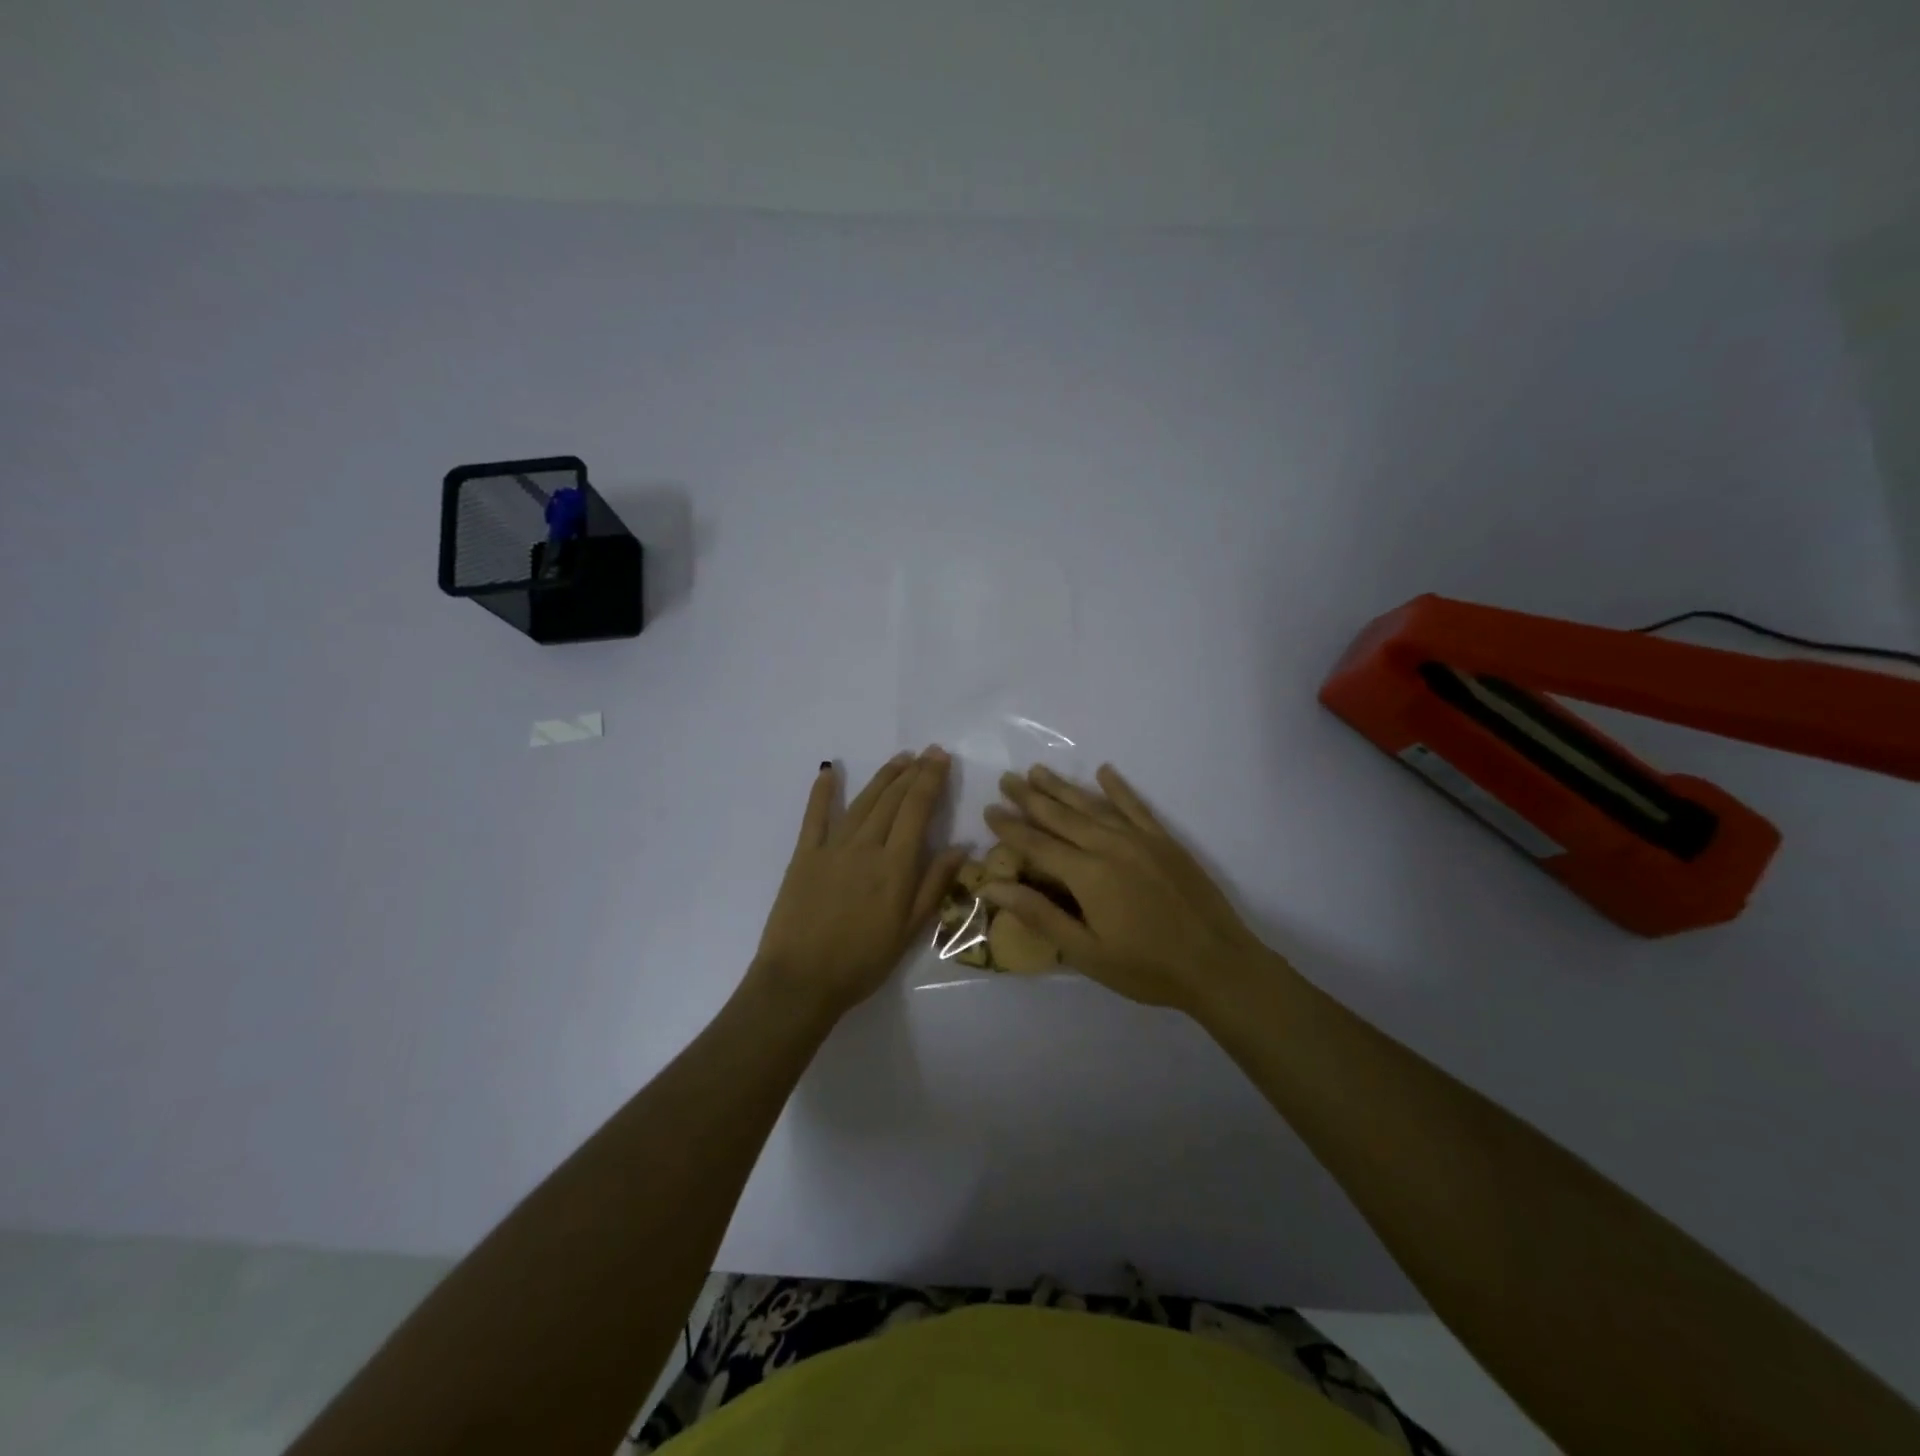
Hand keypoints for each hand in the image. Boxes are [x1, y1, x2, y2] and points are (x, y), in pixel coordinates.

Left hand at [748, 749, 966, 1021]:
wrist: (800, 980)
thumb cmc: (862, 961)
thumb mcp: (909, 930)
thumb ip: (934, 885)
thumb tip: (961, 847)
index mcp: (895, 865)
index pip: (917, 810)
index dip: (930, 780)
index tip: (941, 757)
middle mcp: (865, 846)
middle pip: (892, 800)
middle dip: (912, 772)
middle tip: (926, 752)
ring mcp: (831, 848)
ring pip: (862, 802)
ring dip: (882, 777)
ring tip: (899, 759)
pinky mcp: (804, 856)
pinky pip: (814, 817)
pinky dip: (822, 792)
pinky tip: (829, 771)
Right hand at [981, 764, 1274, 1014]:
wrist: (1218, 964)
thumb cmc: (1146, 967)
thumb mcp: (1086, 952)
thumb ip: (1040, 915)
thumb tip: (993, 886)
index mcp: (1087, 875)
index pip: (1037, 844)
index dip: (1011, 827)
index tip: (989, 810)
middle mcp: (1109, 846)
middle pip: (1061, 815)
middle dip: (1030, 797)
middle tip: (1007, 779)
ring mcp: (1140, 839)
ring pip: (1092, 805)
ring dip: (1063, 787)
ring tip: (1038, 771)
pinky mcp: (1165, 841)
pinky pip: (1136, 806)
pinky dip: (1118, 788)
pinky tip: (1104, 771)